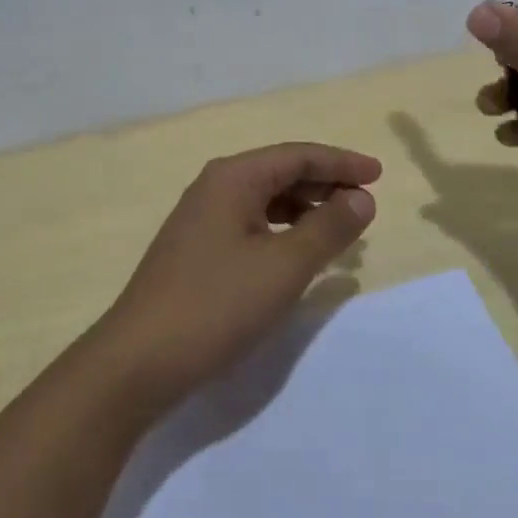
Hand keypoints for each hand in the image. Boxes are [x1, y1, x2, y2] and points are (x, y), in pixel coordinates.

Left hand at [91, 143, 380, 410]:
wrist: (138, 362)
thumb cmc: (216, 305)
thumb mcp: (283, 267)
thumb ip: (327, 229)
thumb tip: (362, 199)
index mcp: (233, 177)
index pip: (297, 155)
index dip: (341, 163)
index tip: (379, 175)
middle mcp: (215, 187)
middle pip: (280, 173)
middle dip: (325, 185)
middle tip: (365, 207)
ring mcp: (201, 218)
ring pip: (265, 200)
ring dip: (305, 209)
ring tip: (340, 231)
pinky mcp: (196, 249)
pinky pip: (251, 224)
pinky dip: (282, 231)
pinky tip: (298, 254)